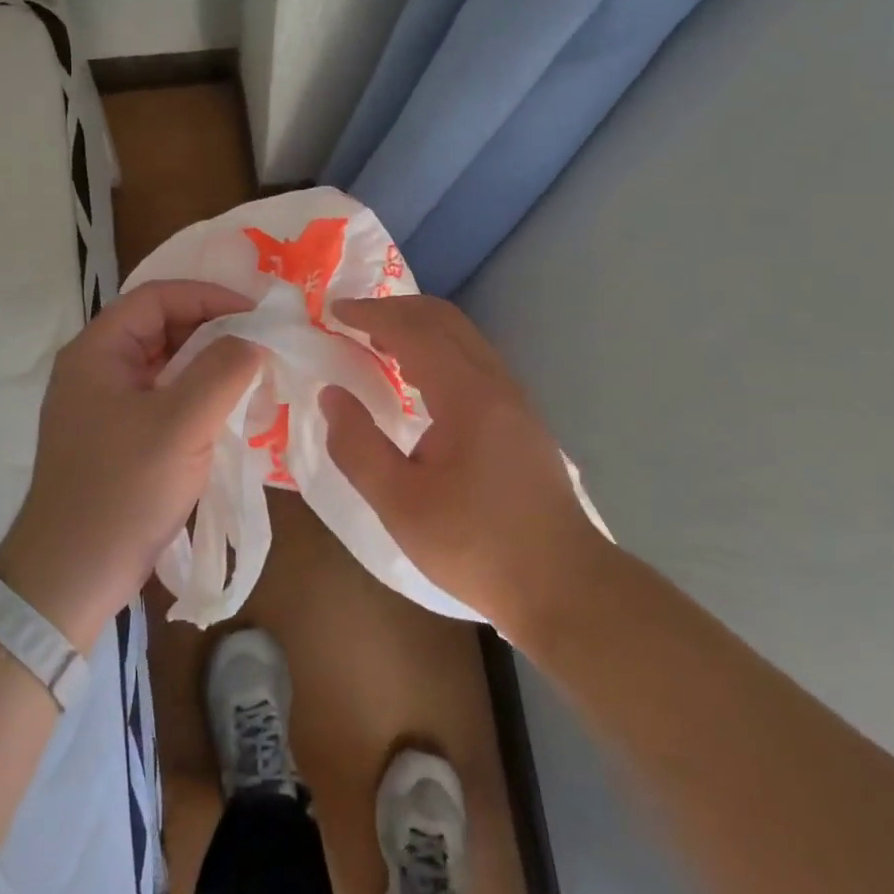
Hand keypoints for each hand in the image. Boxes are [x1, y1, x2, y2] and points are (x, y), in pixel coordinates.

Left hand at [0, 281, 260, 652]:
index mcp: (98, 351)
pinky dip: (199, 398)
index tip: (258, 315)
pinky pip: (165, 400)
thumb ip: (224, 370)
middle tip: (263, 345)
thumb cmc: (122, 490)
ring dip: (210, 366)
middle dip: (214, 331)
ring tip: (255, 376)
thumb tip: (255, 340)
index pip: (158, 297)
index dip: (210, 297)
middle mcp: (98, 369)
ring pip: (166, 366)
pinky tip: (231, 413)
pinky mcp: (119, 439)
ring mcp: (106, 406)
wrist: (72, 575)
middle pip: (162, 328)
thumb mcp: (181, 423)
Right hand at [319, 295, 606, 636]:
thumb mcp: (400, 504)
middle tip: (353, 320)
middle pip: (445, 320)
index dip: (371, 314)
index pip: (414, 330)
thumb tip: (331, 395)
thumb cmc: (475, 545)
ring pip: (464, 338)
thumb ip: (358, 446)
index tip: (333, 312)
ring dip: (419, 328)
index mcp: (467, 394)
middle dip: (396, 309)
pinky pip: (474, 361)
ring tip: (378, 344)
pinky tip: (418, 383)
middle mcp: (495, 383)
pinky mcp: (521, 419)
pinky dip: (438, 351)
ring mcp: (514, 399)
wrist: (562, 584)